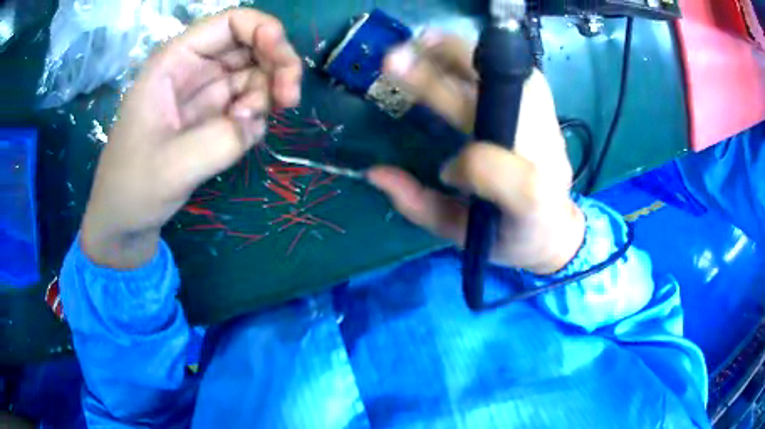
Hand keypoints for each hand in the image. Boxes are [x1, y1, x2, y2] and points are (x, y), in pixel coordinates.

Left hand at [81, 8, 301, 268]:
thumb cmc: (132, 188)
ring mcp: (205, 94)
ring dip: (268, 96)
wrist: (124, 221)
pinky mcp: (213, 117)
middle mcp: (193, 69)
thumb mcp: (172, 166)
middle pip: (252, 45)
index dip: (264, 31)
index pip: (231, 23)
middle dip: (277, 65)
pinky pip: (249, 104)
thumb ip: (220, 140)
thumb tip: (257, 121)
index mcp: (175, 62)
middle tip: (288, 101)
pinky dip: (256, 118)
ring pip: (255, 74)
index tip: (283, 65)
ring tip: (248, 129)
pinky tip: (241, 140)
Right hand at [368, 32, 584, 273]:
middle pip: (494, 105)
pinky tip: (456, 53)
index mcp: (525, 196)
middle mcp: (544, 153)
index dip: (464, 164)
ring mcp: (548, 123)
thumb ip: (420, 207)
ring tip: (422, 42)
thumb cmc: (508, 234)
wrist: (556, 226)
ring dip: (461, 55)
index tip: (445, 170)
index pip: (490, 168)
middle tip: (394, 61)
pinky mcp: (546, 107)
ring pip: (509, 76)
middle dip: (441, 80)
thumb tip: (374, 172)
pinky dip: (485, 57)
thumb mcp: (463, 236)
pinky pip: (518, 71)